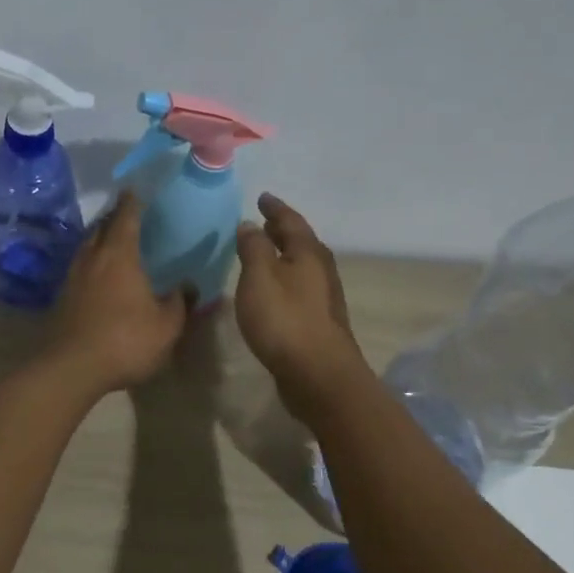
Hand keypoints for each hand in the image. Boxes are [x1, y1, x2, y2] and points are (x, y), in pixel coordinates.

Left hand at [49, 192, 190, 394]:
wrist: (71, 368)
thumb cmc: (125, 340)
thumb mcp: (166, 326)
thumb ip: (180, 303)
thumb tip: (188, 286)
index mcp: (119, 255)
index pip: (125, 217)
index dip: (132, 202)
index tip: (135, 190)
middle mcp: (92, 258)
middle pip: (101, 227)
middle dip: (114, 218)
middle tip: (127, 215)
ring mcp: (73, 277)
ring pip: (87, 247)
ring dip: (100, 240)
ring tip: (114, 242)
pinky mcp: (62, 297)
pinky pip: (80, 268)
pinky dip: (92, 263)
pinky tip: (100, 275)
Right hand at [234, 193, 369, 418]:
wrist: (318, 374)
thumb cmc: (285, 319)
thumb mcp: (259, 276)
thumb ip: (254, 247)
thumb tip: (250, 225)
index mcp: (309, 253)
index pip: (291, 221)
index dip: (275, 208)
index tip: (262, 198)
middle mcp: (321, 271)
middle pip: (301, 242)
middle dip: (281, 231)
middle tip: (263, 222)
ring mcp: (323, 298)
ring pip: (301, 266)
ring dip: (283, 256)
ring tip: (263, 253)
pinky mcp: (318, 322)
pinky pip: (299, 288)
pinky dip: (284, 279)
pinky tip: (271, 290)